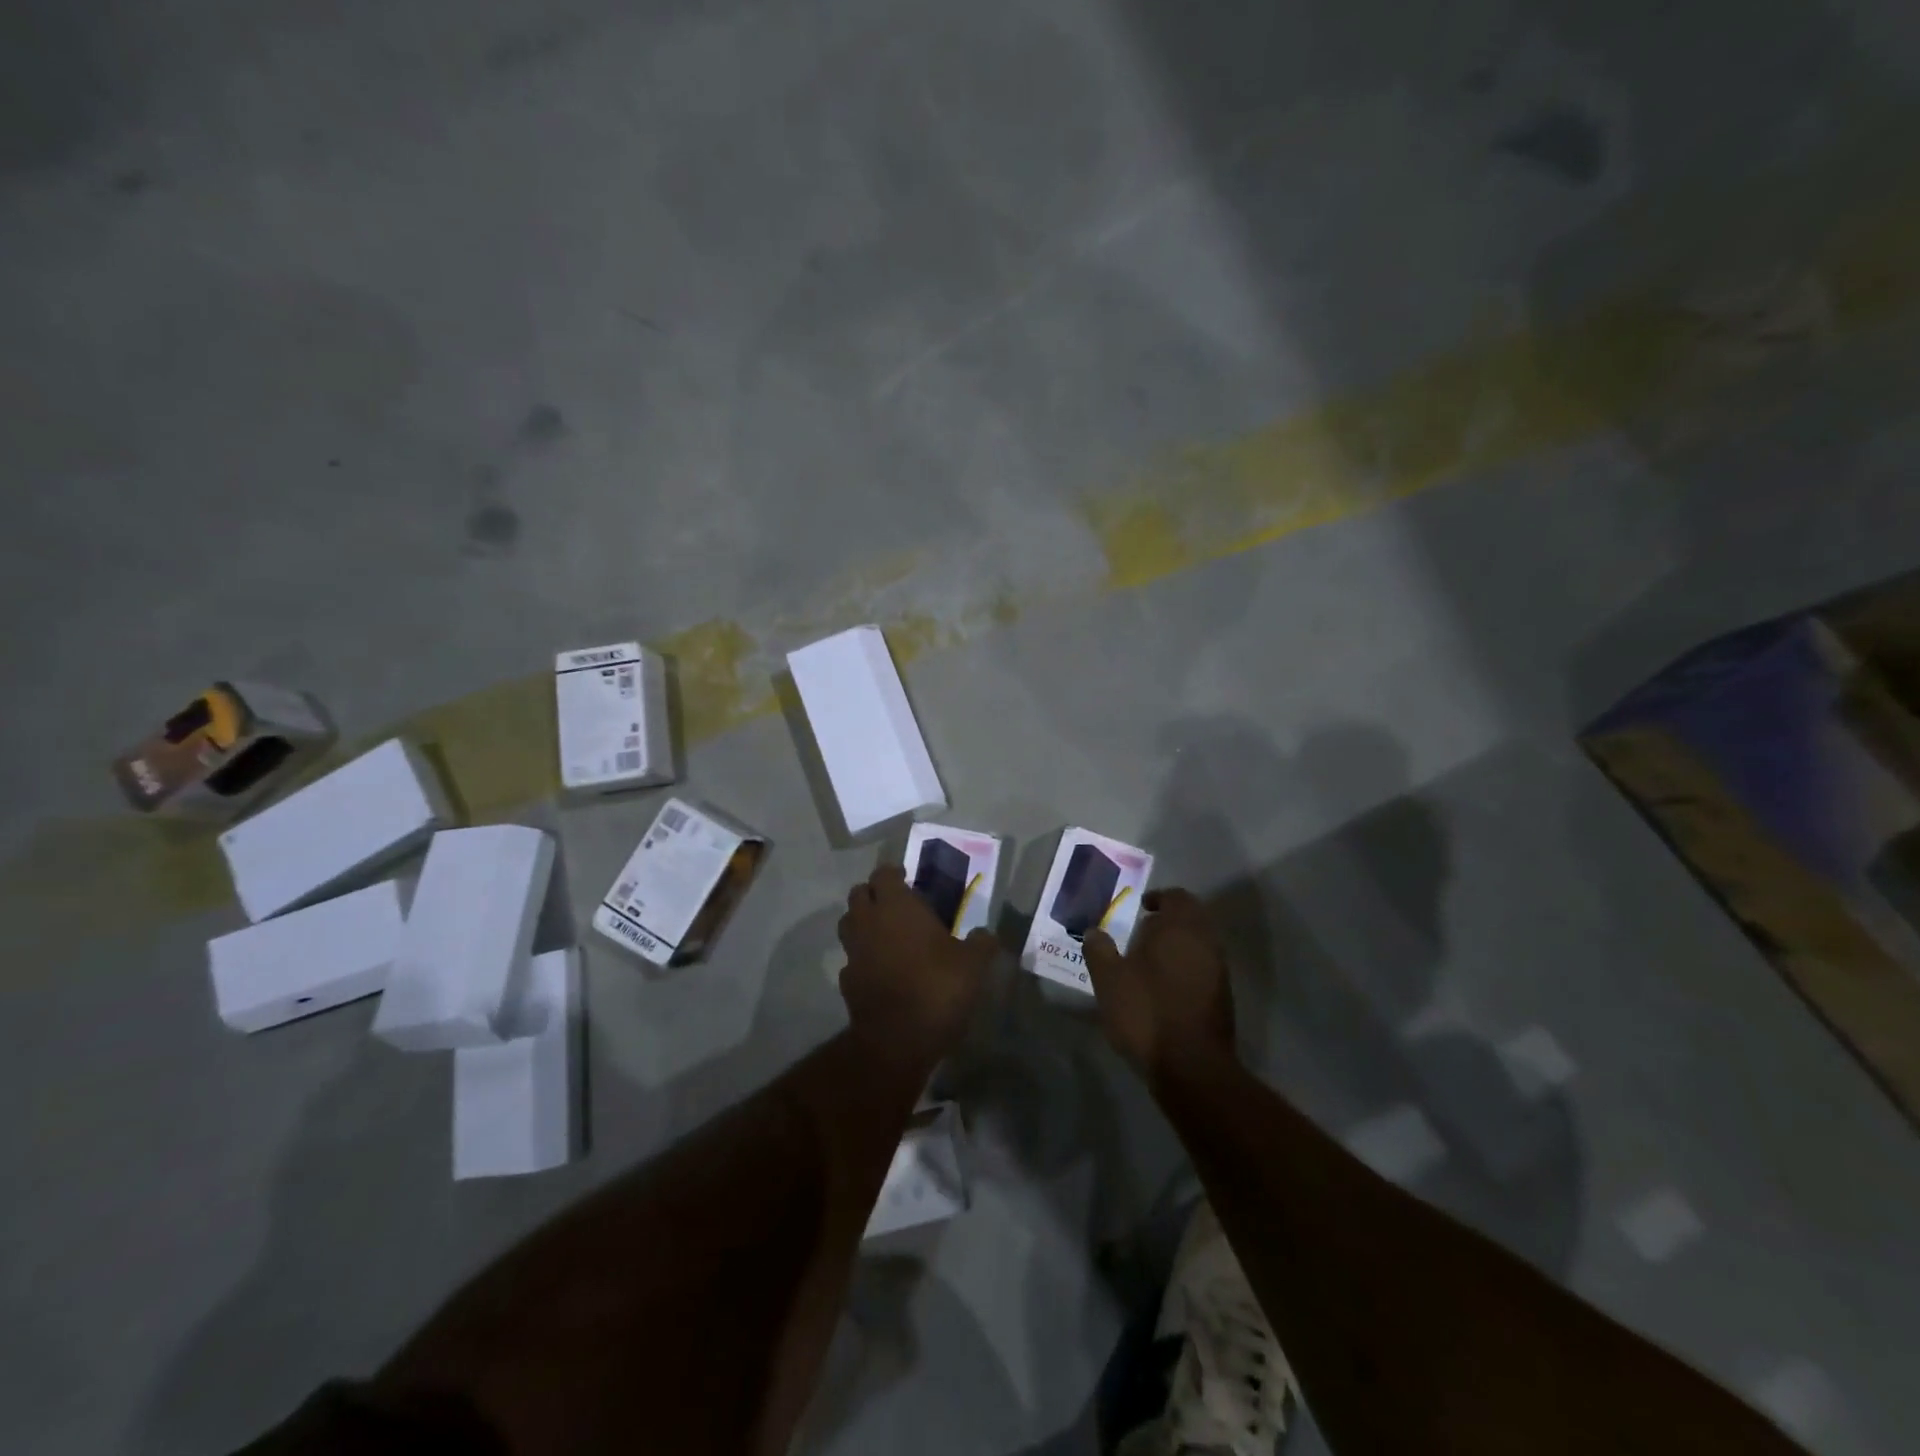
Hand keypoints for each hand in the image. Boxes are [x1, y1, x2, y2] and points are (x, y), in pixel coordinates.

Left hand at [838, 864, 995, 1068]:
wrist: (897, 1040)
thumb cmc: (937, 989)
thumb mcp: (973, 965)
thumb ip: (981, 943)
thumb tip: (987, 934)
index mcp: (897, 907)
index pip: (884, 873)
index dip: (894, 873)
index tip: (908, 879)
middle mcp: (869, 921)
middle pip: (859, 894)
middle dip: (874, 894)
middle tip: (896, 904)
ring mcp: (853, 951)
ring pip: (848, 923)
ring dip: (862, 922)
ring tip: (886, 932)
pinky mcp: (846, 980)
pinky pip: (851, 959)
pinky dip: (862, 957)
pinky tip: (880, 969)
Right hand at [1083, 888, 1235, 1084]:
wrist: (1192, 1066)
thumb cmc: (1146, 1012)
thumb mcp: (1109, 980)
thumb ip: (1099, 950)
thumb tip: (1094, 931)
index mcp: (1179, 928)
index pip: (1176, 897)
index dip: (1158, 898)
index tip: (1141, 908)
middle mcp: (1205, 941)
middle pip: (1192, 917)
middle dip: (1170, 920)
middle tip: (1143, 932)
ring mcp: (1218, 969)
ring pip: (1200, 943)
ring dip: (1179, 944)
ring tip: (1150, 961)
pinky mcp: (1223, 996)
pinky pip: (1204, 966)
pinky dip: (1187, 966)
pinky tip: (1165, 986)